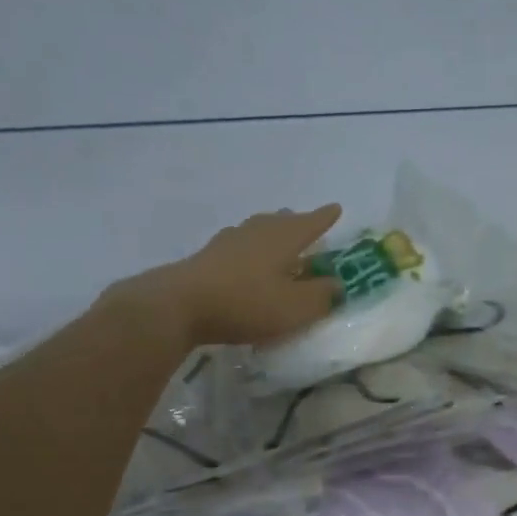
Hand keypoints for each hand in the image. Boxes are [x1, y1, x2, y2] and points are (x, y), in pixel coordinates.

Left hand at [132, 205, 343, 347]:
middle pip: (280, 222)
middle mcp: (255, 233)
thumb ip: (321, 296)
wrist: (180, 306)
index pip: (310, 223)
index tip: (336, 208)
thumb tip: (337, 284)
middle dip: (295, 222)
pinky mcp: (206, 259)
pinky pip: (237, 247)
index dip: (325, 218)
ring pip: (256, 231)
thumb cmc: (246, 304)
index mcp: (282, 239)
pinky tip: (244, 259)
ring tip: (277, 239)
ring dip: (270, 233)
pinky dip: (249, 250)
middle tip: (305, 223)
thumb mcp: (295, 307)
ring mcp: (227, 243)